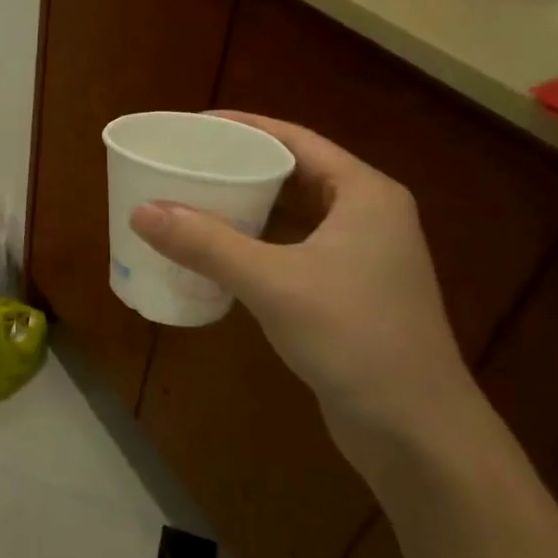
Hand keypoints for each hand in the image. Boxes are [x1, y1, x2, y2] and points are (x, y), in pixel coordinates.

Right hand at [130, 113, 479, 482]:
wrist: (416, 430)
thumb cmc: (354, 338)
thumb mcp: (273, 283)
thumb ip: (207, 244)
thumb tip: (141, 211)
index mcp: (364, 195)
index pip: (296, 141)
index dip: (244, 127)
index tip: (193, 127)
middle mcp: (367, 217)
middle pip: (293, 174)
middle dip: (239, 166)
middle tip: (184, 164)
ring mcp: (360, 258)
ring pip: (292, 215)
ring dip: (245, 208)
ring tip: (191, 202)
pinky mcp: (347, 294)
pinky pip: (291, 250)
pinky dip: (255, 245)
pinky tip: (217, 255)